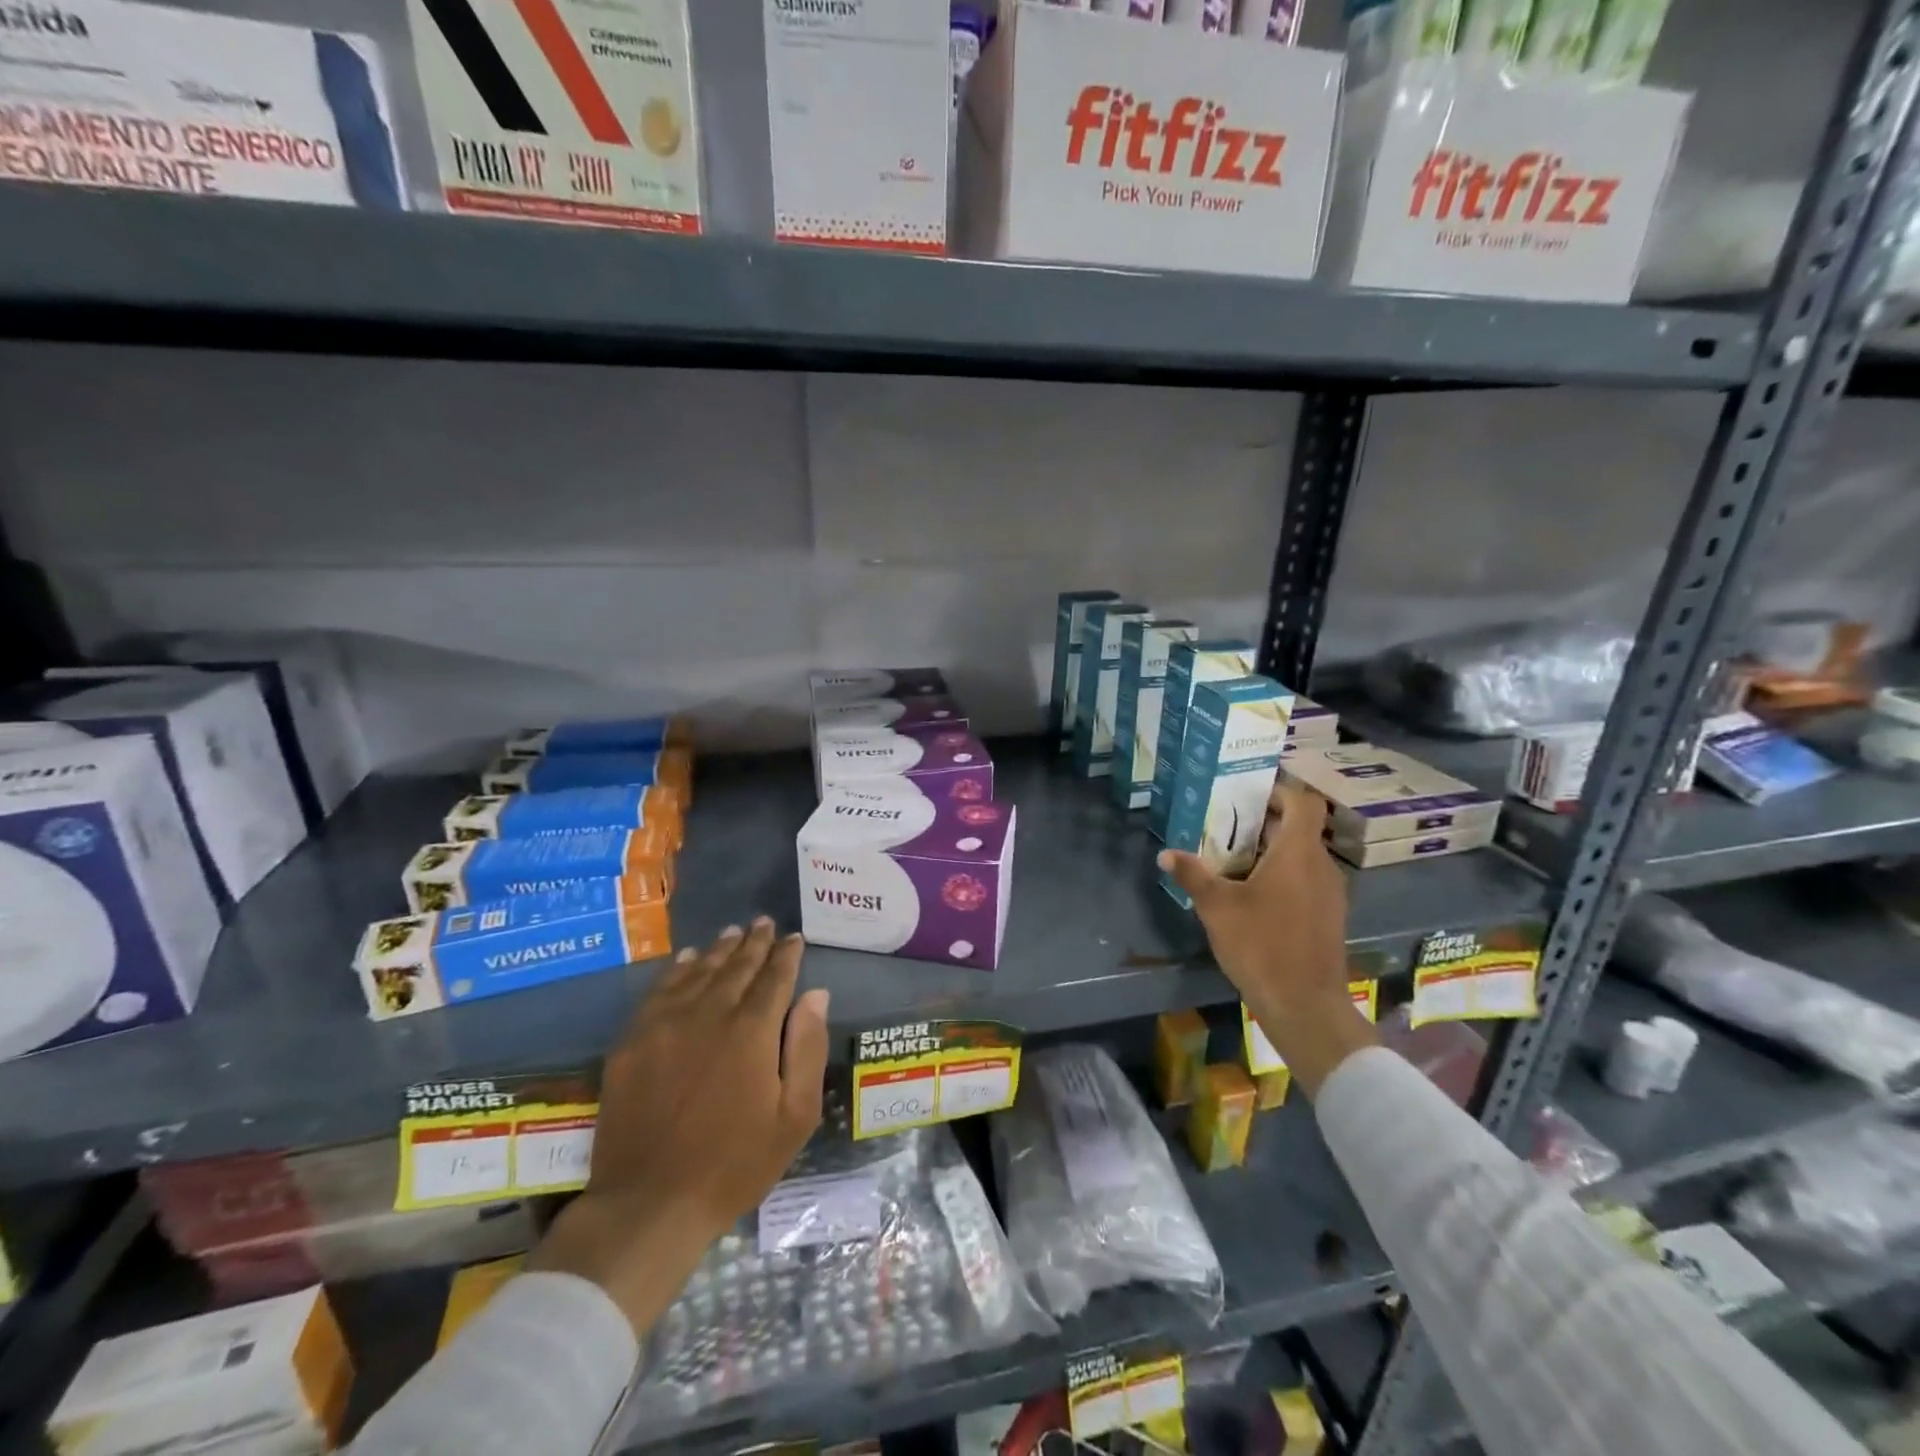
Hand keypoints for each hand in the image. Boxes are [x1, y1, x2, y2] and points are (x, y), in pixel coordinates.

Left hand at [531, 919, 830, 1334]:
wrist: (649, 1204)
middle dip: (755, 943)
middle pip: (737, 967)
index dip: (786, 955)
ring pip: (699, 971)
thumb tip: (816, 994)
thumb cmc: (734, 1164)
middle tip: (765, 923)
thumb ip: (807, 1048)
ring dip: (720, 950)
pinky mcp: (633, 1041)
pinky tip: (688, 959)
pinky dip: (678, 969)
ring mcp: (666, 1024)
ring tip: (733, 932)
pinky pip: (660, 990)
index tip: (794, 937)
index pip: (775, 977)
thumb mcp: (794, 1117)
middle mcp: (710, 1014)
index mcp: (752, 1031)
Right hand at [1159, 781, 1376, 1098]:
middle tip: (1229, 822)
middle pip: (1300, 828)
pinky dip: (1284, 874)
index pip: (1303, 803)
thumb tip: (1165, 854)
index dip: (1281, 790)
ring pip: (1303, 855)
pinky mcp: (1329, 916)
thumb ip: (1192, 874)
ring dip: (1274, 850)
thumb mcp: (1217, 907)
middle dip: (1266, 821)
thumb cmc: (1261, 945)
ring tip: (1235, 857)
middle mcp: (1321, 866)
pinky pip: (1307, 879)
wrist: (1305, 1005)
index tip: (1250, 790)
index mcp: (1298, 853)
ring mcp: (1330, 893)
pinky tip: (1254, 893)